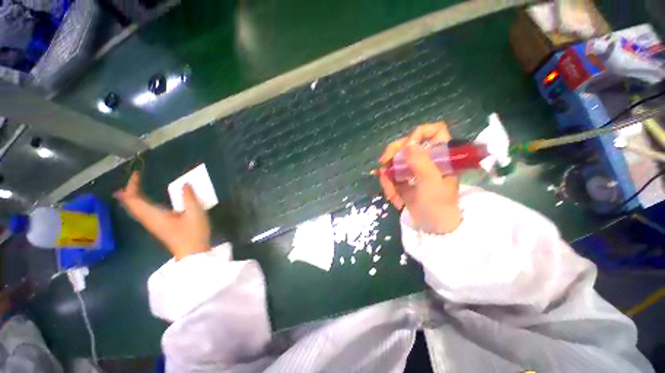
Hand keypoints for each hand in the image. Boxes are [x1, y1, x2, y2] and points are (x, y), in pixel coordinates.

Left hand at [115, 172, 210, 259]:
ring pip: (135, 209)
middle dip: (130, 190)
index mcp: (155, 215)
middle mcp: (149, 219)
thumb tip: (185, 184)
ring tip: (135, 187)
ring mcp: (153, 224)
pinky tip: (144, 201)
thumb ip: (189, 197)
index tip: (138, 174)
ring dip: (133, 197)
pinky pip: (142, 212)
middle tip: (136, 178)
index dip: (132, 185)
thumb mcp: (195, 213)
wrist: (193, 253)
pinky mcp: (158, 227)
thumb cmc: (194, 233)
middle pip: (131, 204)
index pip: (134, 199)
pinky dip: (139, 203)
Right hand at [378, 122, 461, 233]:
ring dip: (388, 178)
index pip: (434, 131)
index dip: (419, 134)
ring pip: (394, 162)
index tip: (408, 147)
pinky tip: (393, 198)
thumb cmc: (438, 205)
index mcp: (440, 156)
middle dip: (392, 156)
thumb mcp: (430, 183)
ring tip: (392, 195)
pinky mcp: (403, 180)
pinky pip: (390, 176)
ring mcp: (413, 170)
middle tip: (384, 164)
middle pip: (405, 145)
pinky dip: (388, 186)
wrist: (433, 228)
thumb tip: (407, 145)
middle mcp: (426, 159)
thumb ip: (420, 162)